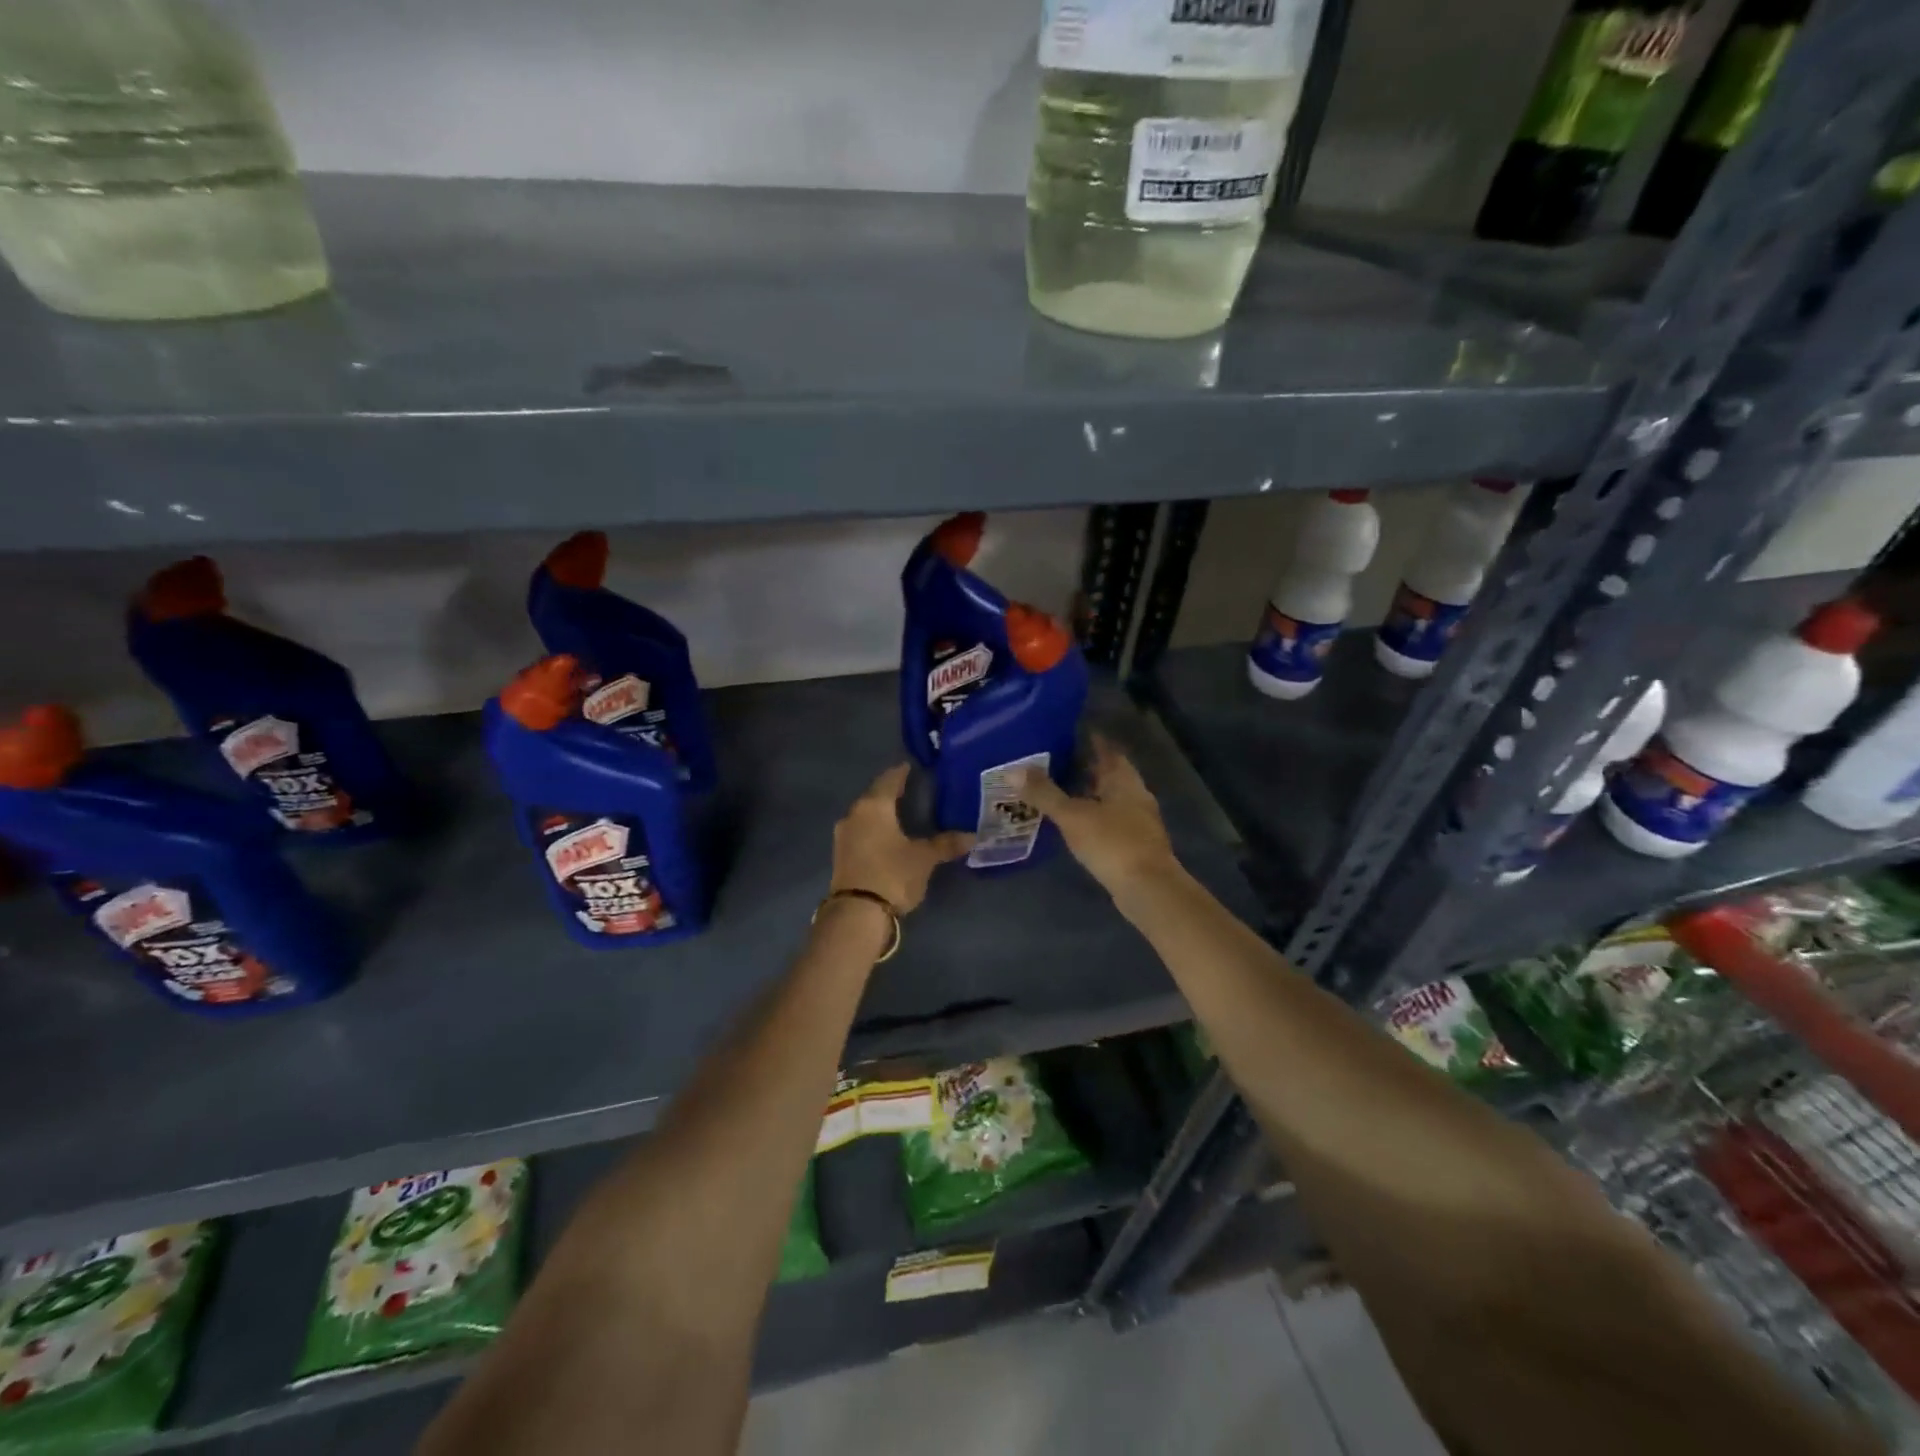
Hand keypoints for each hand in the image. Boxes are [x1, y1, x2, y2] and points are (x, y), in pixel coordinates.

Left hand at [831, 765, 971, 913]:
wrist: (856, 913)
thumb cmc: (892, 874)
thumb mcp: (924, 858)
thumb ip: (945, 844)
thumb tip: (971, 836)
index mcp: (874, 805)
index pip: (890, 779)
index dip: (902, 772)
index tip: (913, 767)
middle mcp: (854, 814)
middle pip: (875, 795)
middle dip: (891, 792)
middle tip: (912, 789)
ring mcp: (843, 835)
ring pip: (866, 814)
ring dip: (881, 812)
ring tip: (902, 813)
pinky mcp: (841, 854)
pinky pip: (861, 832)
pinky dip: (874, 829)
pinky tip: (887, 835)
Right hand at [1020, 735, 1177, 895]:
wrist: (1148, 889)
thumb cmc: (1112, 843)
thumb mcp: (1072, 816)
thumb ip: (1044, 793)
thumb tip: (1012, 770)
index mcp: (1124, 780)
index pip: (1107, 750)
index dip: (1090, 740)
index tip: (1068, 733)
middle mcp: (1135, 795)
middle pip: (1109, 774)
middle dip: (1086, 767)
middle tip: (1055, 761)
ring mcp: (1138, 821)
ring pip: (1110, 798)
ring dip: (1089, 794)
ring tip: (1060, 791)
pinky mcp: (1135, 844)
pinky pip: (1110, 821)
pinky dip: (1093, 816)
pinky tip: (1075, 823)